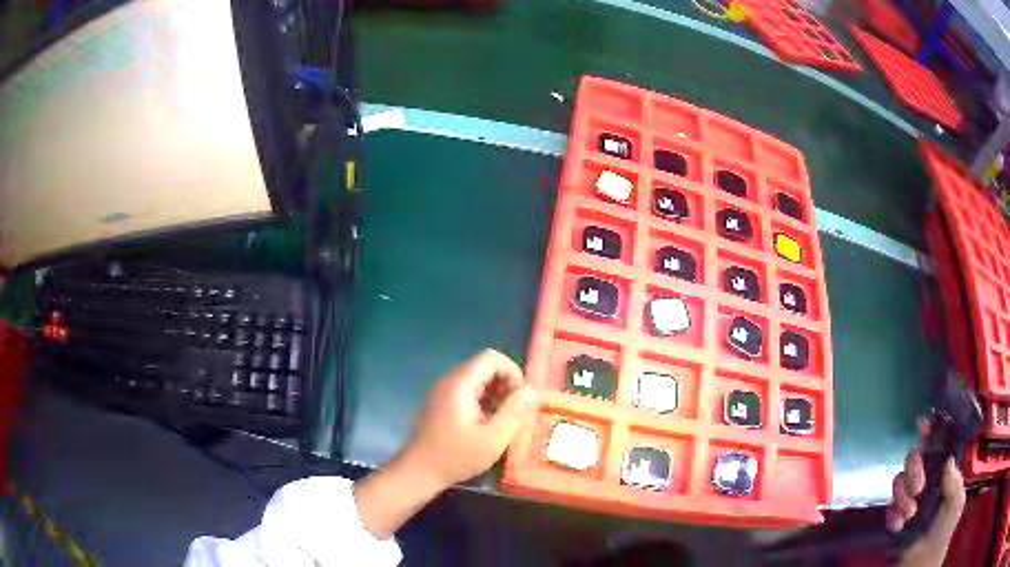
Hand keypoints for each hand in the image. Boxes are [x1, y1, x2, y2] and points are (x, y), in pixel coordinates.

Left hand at [399, 348, 536, 489]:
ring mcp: (442, 393)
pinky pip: (467, 393)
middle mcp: (449, 382)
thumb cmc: (455, 457)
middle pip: (484, 367)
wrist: (417, 472)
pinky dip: (482, 403)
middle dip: (505, 385)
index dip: (512, 372)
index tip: (521, 399)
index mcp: (460, 384)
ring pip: (477, 381)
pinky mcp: (440, 406)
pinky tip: (486, 427)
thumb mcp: (493, 438)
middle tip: (514, 413)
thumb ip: (514, 412)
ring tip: (502, 423)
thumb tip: (531, 390)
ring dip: (495, 396)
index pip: (491, 358)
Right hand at [886, 419, 965, 565]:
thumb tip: (947, 459)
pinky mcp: (895, 519)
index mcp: (942, 474)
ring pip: (898, 481)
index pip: (936, 447)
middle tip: (918, 487)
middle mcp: (926, 482)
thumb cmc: (944, 530)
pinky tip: (900, 525)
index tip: (922, 424)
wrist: (923, 561)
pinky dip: (893, 516)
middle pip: (913, 458)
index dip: (929, 433)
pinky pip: (889, 508)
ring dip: (903, 496)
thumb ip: (954, 480)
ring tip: (910, 514)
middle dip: (913, 468)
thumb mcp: (956, 502)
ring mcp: (909, 501)